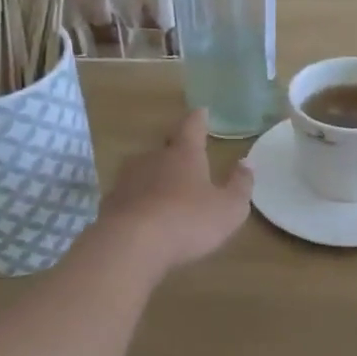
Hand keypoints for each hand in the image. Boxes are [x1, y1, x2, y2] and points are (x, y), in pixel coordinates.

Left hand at [90, 110, 253, 276]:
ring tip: (165, 192)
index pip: (192, 127)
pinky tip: (144, 217)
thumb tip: (246, 162)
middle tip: (184, 158)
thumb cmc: (188, 221)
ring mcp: (127, 180)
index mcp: (184, 155)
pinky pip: (129, 196)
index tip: (201, 110)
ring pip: (144, 171)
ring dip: (155, 178)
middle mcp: (153, 158)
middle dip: (175, 151)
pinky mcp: (110, 203)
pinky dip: (138, 202)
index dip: (198, 119)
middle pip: (165, 148)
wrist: (130, 244)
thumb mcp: (229, 209)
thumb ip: (240, 185)